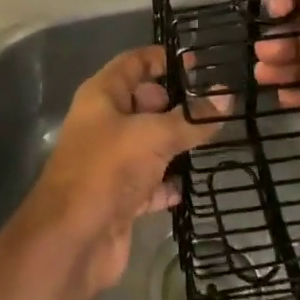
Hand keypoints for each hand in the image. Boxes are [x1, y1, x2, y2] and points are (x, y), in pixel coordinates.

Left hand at [19, 46, 219, 299]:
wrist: (72, 241)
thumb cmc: (107, 169)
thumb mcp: (154, 136)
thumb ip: (191, 120)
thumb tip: (227, 98)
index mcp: (102, 95)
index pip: (134, 63)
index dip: (162, 59)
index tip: (198, 63)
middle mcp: (105, 123)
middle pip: (144, 103)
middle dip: (176, 103)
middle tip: (215, 105)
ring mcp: (112, 161)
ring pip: (150, 143)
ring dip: (177, 143)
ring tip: (216, 138)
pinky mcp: (121, 197)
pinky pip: (152, 181)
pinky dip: (170, 182)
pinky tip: (194, 183)